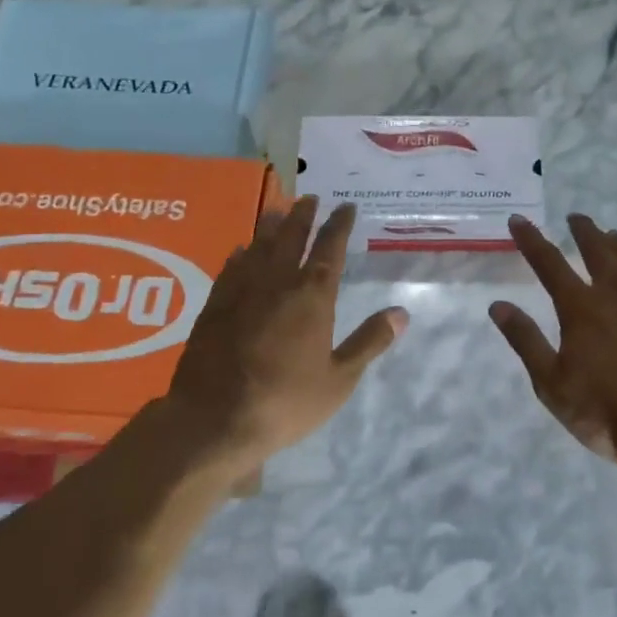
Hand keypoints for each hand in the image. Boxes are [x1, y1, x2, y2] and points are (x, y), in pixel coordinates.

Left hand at [166, 197, 406, 469]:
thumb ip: (369, 342)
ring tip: (278, 210)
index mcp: (312, 296)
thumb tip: (401, 312)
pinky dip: (240, 255)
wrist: (215, 419)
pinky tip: (240, 250)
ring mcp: (241, 291)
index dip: (339, 225)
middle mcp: (277, 283)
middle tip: (309, 197)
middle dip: (303, 215)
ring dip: (271, 226)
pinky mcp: (215, 305)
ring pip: (259, 246)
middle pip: (291, 238)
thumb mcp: (339, 379)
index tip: (346, 206)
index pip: (330, 249)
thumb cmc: (286, 401)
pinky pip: (230, 268)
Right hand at [491, 214, 616, 470]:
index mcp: (582, 307)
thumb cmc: (605, 412)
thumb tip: (498, 306)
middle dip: (583, 230)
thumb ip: (526, 341)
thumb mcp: (552, 384)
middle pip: (598, 249)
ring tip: (612, 236)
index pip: (549, 262)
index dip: (531, 239)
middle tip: (575, 217)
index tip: (519, 219)